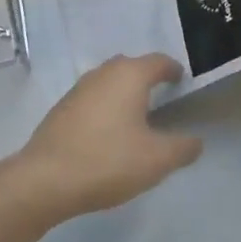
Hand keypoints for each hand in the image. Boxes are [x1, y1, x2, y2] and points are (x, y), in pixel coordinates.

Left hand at [7, 54, 202, 224]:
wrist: (45, 180)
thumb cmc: (108, 161)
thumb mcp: (157, 160)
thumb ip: (183, 148)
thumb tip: (195, 141)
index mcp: (129, 75)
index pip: (159, 61)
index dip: (173, 70)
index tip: (182, 82)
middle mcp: (103, 73)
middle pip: (131, 67)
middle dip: (147, 78)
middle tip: (162, 99)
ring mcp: (78, 89)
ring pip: (109, 82)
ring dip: (124, 93)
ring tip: (137, 117)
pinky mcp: (61, 109)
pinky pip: (92, 100)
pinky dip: (105, 108)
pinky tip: (108, 133)